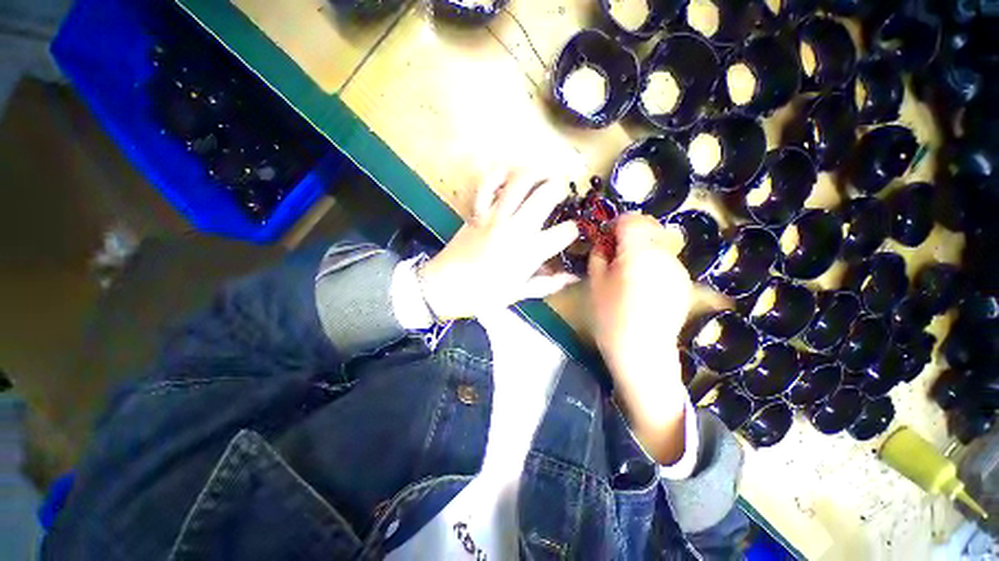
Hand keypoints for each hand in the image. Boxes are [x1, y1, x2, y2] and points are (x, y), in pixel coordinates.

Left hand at [419, 170, 580, 319]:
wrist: (444, 287)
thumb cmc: (483, 295)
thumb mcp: (519, 294)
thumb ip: (548, 284)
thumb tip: (573, 277)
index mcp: (530, 252)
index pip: (565, 232)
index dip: (575, 229)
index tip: (573, 231)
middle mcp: (516, 228)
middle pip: (547, 194)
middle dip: (561, 188)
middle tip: (564, 191)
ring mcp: (495, 215)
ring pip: (520, 180)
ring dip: (536, 172)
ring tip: (544, 174)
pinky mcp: (477, 211)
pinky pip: (488, 184)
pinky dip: (499, 175)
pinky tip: (509, 177)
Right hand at [589, 214, 693, 464]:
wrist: (642, 354)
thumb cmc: (611, 317)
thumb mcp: (595, 283)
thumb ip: (599, 255)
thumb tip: (604, 243)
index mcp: (638, 252)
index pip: (631, 219)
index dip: (616, 223)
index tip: (606, 237)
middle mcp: (663, 254)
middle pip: (650, 226)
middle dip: (631, 232)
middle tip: (615, 252)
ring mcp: (678, 268)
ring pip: (660, 242)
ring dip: (643, 246)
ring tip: (628, 270)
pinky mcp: (684, 283)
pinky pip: (667, 260)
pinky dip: (654, 261)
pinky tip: (643, 284)